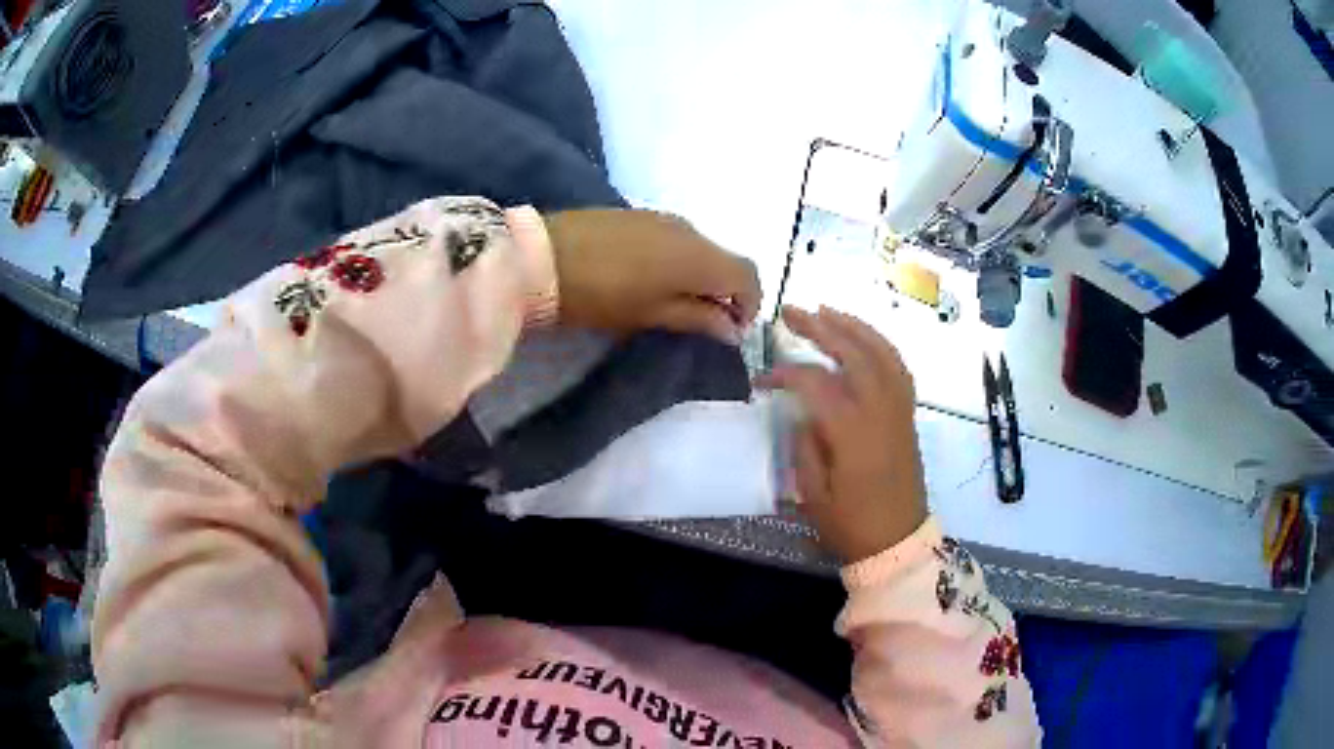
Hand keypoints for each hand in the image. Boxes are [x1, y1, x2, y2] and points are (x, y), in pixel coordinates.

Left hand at [544, 209, 760, 342]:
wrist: (539, 257)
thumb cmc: (600, 296)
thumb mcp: (650, 315)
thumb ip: (698, 318)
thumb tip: (732, 329)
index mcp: (699, 256)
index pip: (748, 275)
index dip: (749, 304)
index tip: (731, 329)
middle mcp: (689, 229)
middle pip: (724, 259)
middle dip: (723, 291)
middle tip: (701, 320)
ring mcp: (661, 217)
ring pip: (698, 247)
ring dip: (698, 274)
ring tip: (671, 300)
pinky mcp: (636, 213)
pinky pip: (673, 237)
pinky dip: (676, 259)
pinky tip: (648, 276)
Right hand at [760, 306, 927, 563]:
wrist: (898, 542)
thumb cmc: (851, 524)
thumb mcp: (814, 495)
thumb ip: (804, 446)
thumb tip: (801, 411)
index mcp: (852, 433)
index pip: (816, 383)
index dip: (785, 373)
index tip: (762, 380)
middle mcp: (880, 411)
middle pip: (852, 354)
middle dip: (819, 328)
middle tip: (791, 312)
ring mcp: (899, 410)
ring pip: (881, 353)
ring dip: (854, 327)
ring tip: (827, 311)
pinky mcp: (908, 415)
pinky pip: (899, 368)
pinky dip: (881, 345)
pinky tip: (864, 338)